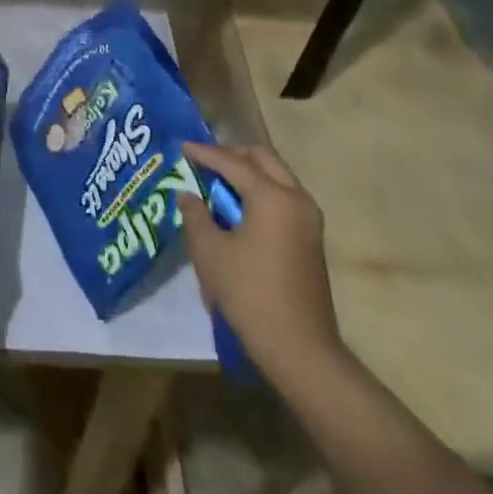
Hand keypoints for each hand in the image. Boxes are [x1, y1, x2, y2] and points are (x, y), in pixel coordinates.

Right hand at [176, 142, 345, 387]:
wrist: (299, 346)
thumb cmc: (249, 293)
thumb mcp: (210, 252)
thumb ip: (195, 215)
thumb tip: (187, 195)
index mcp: (272, 197)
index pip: (233, 162)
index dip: (204, 153)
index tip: (182, 146)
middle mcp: (296, 199)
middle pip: (263, 159)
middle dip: (232, 154)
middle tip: (203, 160)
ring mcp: (309, 219)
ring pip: (276, 177)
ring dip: (248, 173)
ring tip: (216, 181)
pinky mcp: (310, 238)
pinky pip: (283, 197)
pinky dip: (259, 191)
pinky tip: (236, 206)